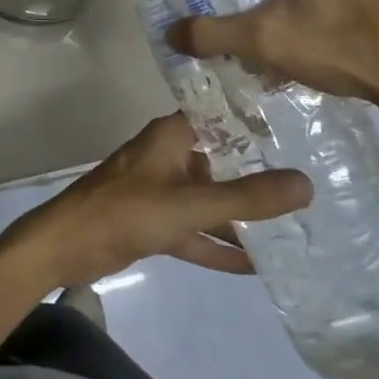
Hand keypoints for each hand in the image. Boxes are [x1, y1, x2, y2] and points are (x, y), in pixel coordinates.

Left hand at [2, 113, 310, 290]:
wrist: (65, 246)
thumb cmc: (124, 211)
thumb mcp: (188, 204)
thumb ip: (245, 198)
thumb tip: (307, 184)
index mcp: (172, 136)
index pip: (220, 114)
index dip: (256, 117)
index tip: (300, 122)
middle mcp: (169, 156)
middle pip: (221, 158)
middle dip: (259, 170)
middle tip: (313, 178)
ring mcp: (161, 190)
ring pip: (209, 198)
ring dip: (241, 214)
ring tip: (294, 226)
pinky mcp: (154, 222)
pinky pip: (195, 229)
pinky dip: (218, 245)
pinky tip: (256, 264)